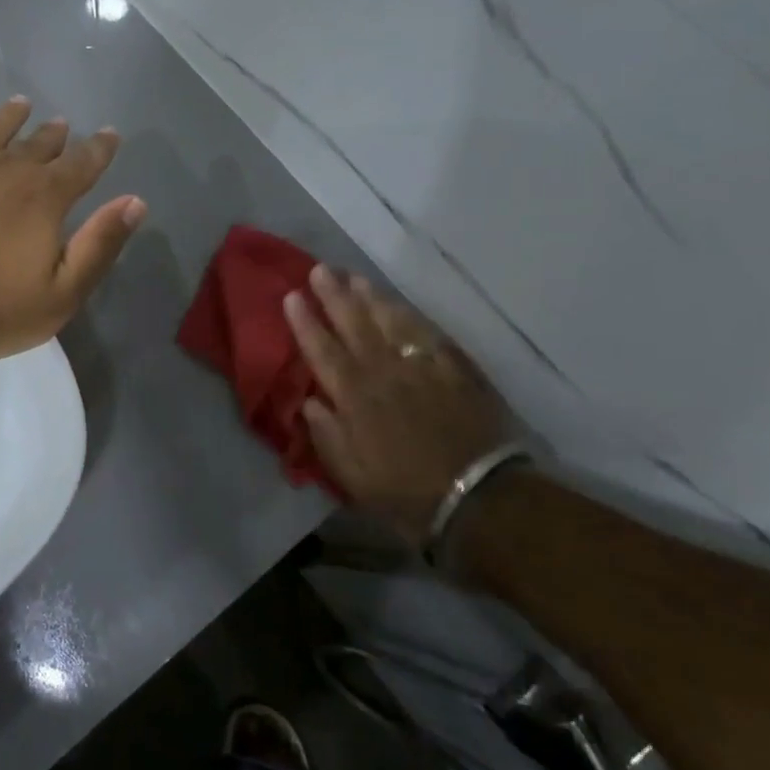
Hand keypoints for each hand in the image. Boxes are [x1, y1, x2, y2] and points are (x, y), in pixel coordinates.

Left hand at [0, 93, 145, 361]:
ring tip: (22, 105)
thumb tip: (135, 201)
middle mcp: (7, 167)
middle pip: (39, 142)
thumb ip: (101, 244)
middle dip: (55, 134)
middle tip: (62, 126)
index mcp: (45, 195)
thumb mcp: (64, 292)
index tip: (110, 134)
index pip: (83, 162)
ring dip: (12, 115)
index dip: (100, 147)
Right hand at [284, 266, 507, 543]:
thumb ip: (326, 434)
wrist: (477, 499)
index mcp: (353, 397)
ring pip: (390, 321)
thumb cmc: (405, 493)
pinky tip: (400, 305)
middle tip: (320, 269)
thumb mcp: (351, 475)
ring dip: (370, 297)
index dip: (305, 322)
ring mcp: (420, 367)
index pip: (322, 350)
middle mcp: (383, 372)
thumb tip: (309, 400)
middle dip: (334, 295)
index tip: (292, 296)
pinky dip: (410, 316)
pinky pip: (428, 334)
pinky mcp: (454, 371)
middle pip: (354, 325)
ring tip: (355, 276)